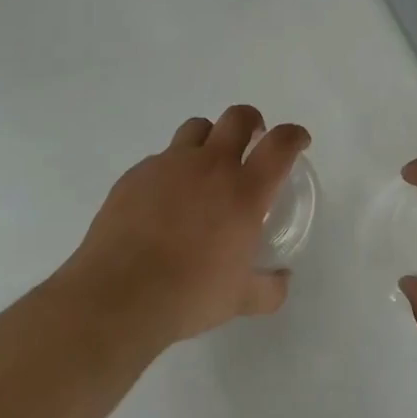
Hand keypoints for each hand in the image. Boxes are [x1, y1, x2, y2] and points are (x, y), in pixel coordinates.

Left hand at [57, 106, 307, 345]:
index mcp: (244, 191)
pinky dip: (172, 170)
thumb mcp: (240, 300)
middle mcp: (210, 166)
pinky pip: (161, 158)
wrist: (118, 295)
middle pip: (238, 117)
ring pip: (197, 128)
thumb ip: (269, 287)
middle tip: (253, 139)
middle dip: (252, 121)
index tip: (298, 141)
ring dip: (210, 139)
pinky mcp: (136, 174)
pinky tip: (164, 202)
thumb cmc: (189, 294)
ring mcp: (169, 164)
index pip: (280, 144)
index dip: (294, 135)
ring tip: (206, 166)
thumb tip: (282, 279)